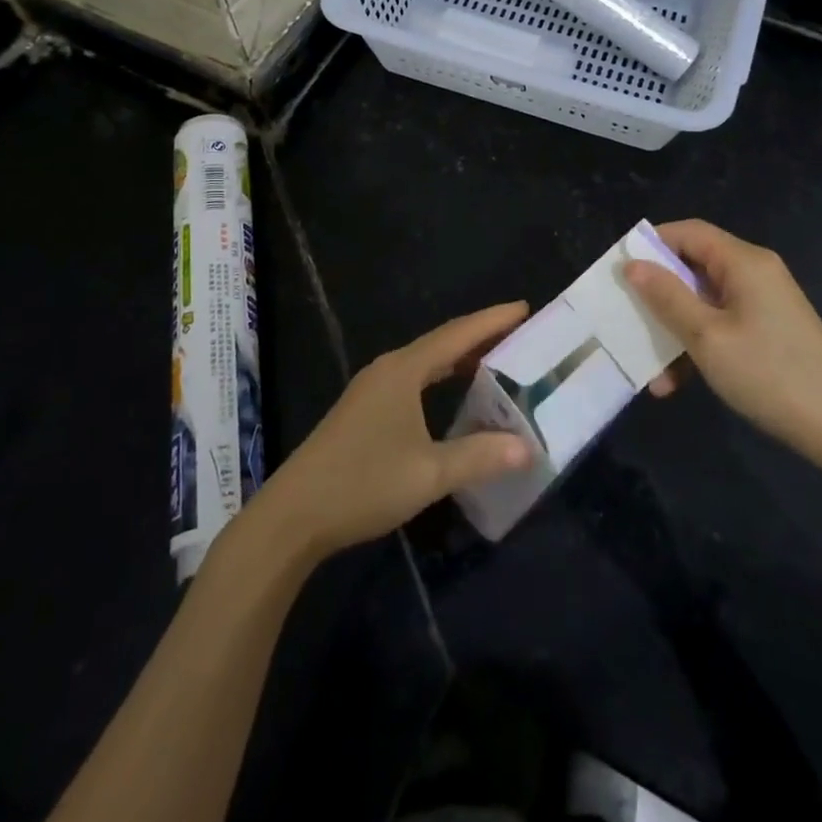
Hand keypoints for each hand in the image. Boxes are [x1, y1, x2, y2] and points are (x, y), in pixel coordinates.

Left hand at [250, 303, 534, 560]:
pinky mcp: (362, 410)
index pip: (457, 335)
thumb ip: (479, 456)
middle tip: (518, 334)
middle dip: (480, 336)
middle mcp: (387, 369)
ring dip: (458, 358)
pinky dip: (439, 378)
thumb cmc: (363, 483)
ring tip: (494, 360)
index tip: (524, 307)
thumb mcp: (429, 473)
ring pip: (425, 362)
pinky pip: (412, 379)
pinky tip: (450, 395)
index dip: (492, 320)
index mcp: (403, 370)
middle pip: (441, 343)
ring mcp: (371, 389)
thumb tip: (527, 448)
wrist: (294, 514)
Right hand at [624, 220, 821, 513]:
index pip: (688, 232)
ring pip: (702, 302)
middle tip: (625, 316)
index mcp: (743, 262)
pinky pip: (720, 325)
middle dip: (657, 294)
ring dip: (674, 330)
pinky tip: (676, 384)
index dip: (651, 244)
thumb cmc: (770, 374)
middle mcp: (754, 274)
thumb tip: (632, 265)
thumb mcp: (707, 337)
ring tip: (649, 367)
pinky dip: (697, 346)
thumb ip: (667, 297)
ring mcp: (762, 304)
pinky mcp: (767, 331)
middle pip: (692, 267)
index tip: (619, 270)